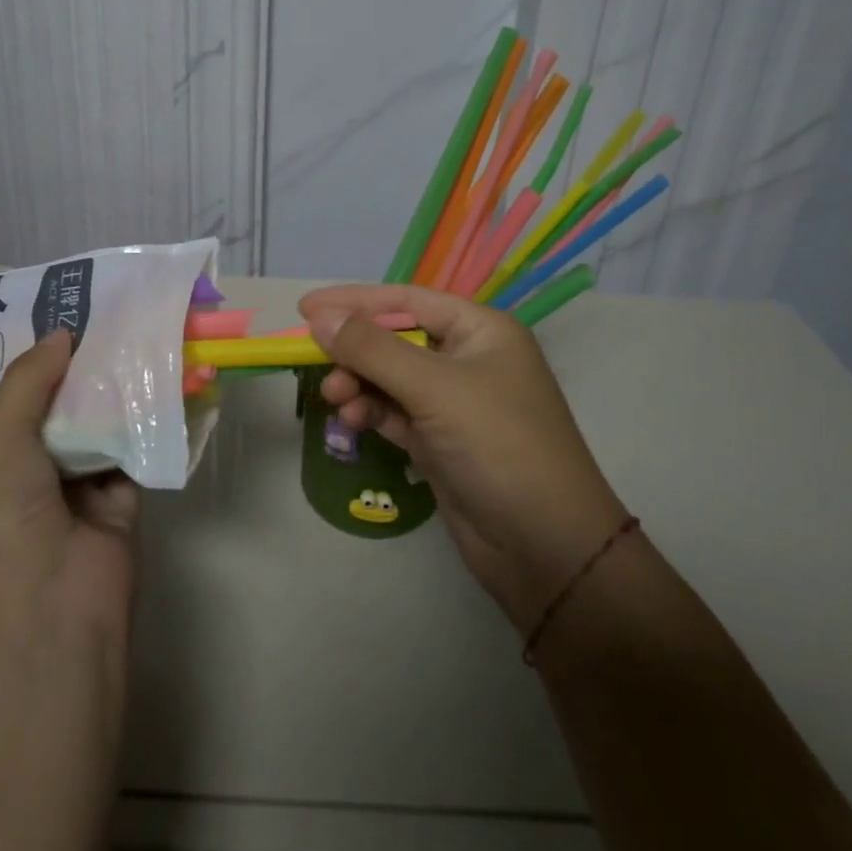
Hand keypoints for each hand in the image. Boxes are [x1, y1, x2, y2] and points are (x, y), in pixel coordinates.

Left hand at [0, 330, 139, 652]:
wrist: (50, 610)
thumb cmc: (8, 520)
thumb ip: (28, 382)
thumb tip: (63, 333)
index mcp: (3, 453)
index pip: (29, 391)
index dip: (52, 353)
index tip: (81, 308)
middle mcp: (43, 463)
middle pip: (73, 400)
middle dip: (96, 362)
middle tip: (127, 312)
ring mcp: (87, 481)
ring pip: (110, 418)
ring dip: (128, 385)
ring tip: (155, 332)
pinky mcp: (128, 495)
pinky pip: (142, 445)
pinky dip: (156, 418)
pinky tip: (175, 378)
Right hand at [301, 284, 629, 632]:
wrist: (547, 550)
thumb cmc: (498, 445)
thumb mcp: (434, 388)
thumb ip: (373, 349)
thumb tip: (320, 317)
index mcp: (480, 329)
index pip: (406, 300)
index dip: (355, 301)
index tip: (305, 308)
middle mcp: (467, 358)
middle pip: (395, 338)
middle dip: (354, 349)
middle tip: (312, 361)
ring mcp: (454, 402)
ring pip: (390, 377)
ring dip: (358, 383)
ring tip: (334, 400)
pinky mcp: (441, 441)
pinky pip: (394, 412)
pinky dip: (370, 411)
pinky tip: (350, 421)